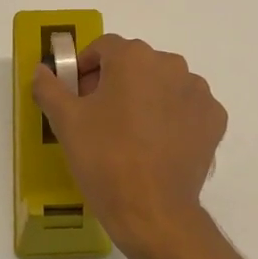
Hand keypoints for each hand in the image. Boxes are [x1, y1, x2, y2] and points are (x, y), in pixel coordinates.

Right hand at [31, 35, 227, 258]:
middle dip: (115, 83)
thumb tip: (43, 70)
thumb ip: (49, 88)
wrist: (152, 210)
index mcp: (134, 58)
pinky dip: (173, 118)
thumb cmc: (104, 158)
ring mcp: (198, 92)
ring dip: (146, 98)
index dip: (84, 68)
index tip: (75, 95)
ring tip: (131, 134)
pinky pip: (187, 108)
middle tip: (99, 117)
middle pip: (136, 64)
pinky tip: (158, 145)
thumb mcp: (66, 122)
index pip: (104, 48)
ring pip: (164, 85)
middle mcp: (171, 64)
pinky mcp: (214, 119)